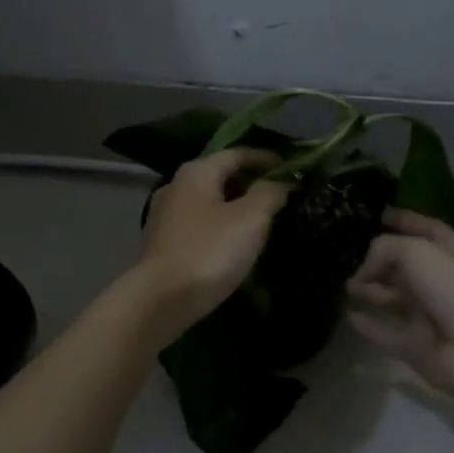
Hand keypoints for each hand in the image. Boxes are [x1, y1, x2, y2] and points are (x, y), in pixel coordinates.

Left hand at [135, 148, 289, 342]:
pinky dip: (219, 225)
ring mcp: (164, 216)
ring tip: (259, 219)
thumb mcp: (251, 218)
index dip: (266, 159)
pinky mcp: (162, 243)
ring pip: (208, 202)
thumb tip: (281, 182)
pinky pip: (198, 224)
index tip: (291, 168)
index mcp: (197, 172)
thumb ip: (269, 193)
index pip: (237, 154)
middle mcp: (176, 186)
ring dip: (234, 206)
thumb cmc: (211, 251)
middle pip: (220, 176)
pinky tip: (232, 242)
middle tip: (278, 195)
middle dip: (250, 182)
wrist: (163, 299)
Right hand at [346, 209, 453, 400]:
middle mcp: (439, 281)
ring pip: (393, 298)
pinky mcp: (416, 346)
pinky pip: (386, 332)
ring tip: (345, 285)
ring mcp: (428, 315)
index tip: (378, 214)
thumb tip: (362, 273)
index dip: (404, 219)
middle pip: (405, 265)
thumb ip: (384, 250)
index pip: (425, 228)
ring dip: (370, 290)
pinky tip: (349, 316)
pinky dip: (368, 325)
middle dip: (379, 259)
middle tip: (347, 257)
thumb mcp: (417, 252)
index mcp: (450, 253)